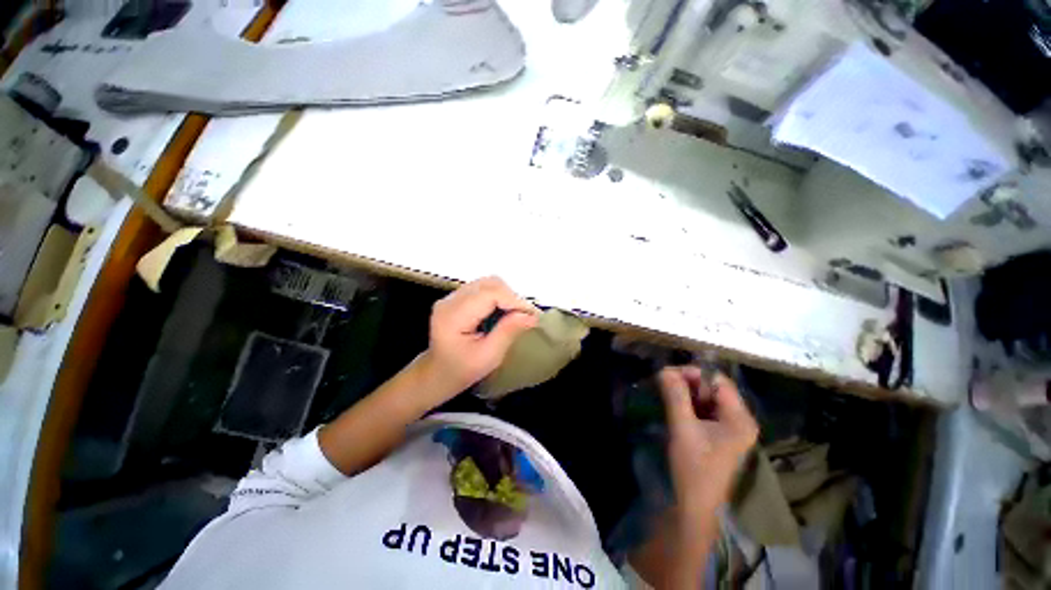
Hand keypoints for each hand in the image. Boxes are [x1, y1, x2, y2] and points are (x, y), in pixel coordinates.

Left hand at [422, 277, 537, 396]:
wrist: (437, 374)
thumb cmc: (461, 370)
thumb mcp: (488, 357)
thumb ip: (508, 332)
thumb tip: (531, 315)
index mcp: (453, 315)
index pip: (489, 294)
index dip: (514, 300)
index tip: (532, 315)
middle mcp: (450, 300)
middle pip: (489, 284)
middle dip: (512, 297)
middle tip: (525, 316)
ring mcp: (452, 297)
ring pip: (488, 283)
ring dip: (506, 296)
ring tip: (515, 315)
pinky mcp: (457, 298)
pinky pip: (483, 289)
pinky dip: (498, 297)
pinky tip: (502, 313)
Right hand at [658, 366, 757, 513]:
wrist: (694, 506)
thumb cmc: (693, 467)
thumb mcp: (683, 428)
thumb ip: (675, 396)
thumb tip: (664, 369)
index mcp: (740, 418)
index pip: (718, 381)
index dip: (693, 373)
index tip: (667, 374)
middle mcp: (740, 420)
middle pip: (713, 389)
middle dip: (688, 383)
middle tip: (663, 383)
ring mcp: (730, 429)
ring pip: (707, 399)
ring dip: (686, 393)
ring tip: (665, 392)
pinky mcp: (718, 436)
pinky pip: (703, 411)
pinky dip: (688, 404)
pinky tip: (673, 405)